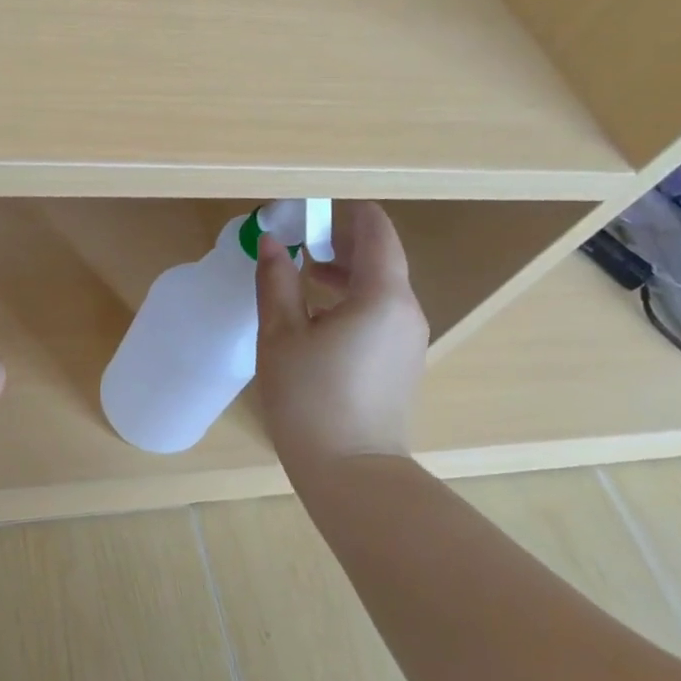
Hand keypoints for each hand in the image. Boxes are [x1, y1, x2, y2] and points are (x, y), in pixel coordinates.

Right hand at [254, 201, 428, 464]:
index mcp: (382, 296)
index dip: (346, 213)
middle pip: (381, 258)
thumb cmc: (310, 398)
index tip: (311, 208)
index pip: (376, 232)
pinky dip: (353, 300)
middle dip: (341, 243)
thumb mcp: (281, 335)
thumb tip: (272, 242)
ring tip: (302, 275)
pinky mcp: (402, 362)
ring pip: (381, 288)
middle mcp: (406, 311)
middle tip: (298, 238)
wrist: (351, 471)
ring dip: (345, 273)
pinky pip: (381, 314)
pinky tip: (318, 316)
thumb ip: (276, 281)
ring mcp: (408, 339)